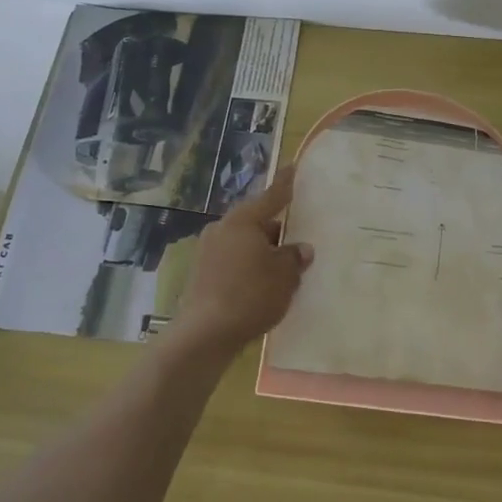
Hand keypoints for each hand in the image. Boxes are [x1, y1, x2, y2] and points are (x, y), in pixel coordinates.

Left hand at [171, 165, 312, 364]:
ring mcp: (207, 251)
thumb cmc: (251, 295)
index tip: (292, 167)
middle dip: (275, 229)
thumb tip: (300, 248)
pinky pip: (232, 261)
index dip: (285, 184)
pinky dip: (247, 266)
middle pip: (255, 221)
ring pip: (242, 243)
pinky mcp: (200, 273)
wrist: (205, 334)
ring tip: (281, 268)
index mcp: (243, 221)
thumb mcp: (284, 276)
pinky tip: (260, 284)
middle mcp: (221, 228)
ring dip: (260, 251)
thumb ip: (294, 257)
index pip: (271, 196)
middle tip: (296, 239)